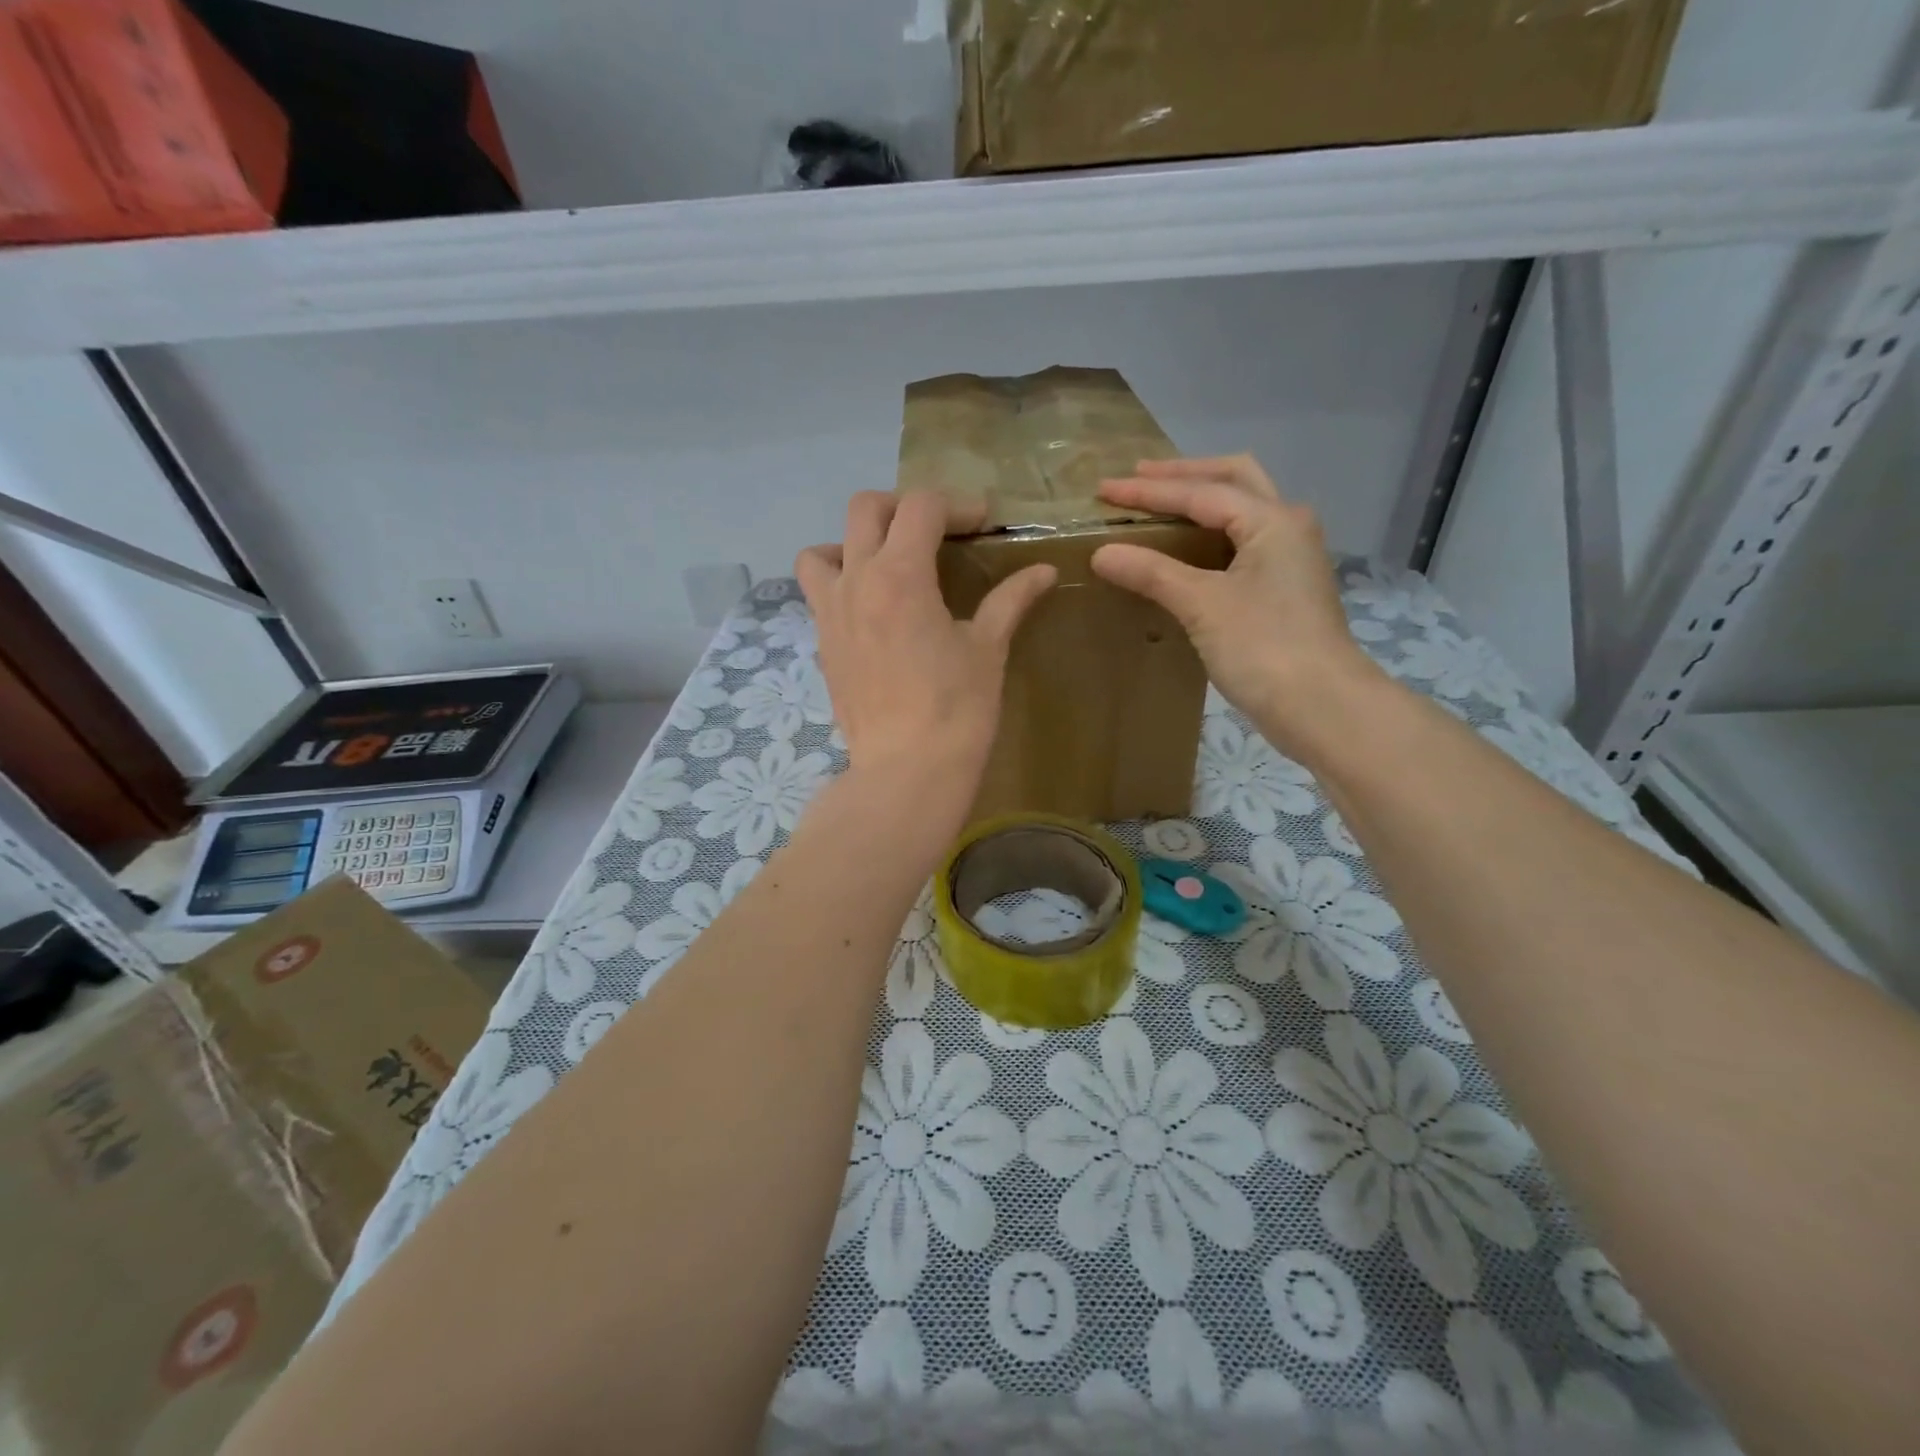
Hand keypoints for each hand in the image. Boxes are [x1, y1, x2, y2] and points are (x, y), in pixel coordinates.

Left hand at [796, 491, 1055, 799]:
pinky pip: (817, 593)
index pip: (921, 506)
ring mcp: (829, 613)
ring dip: (854, 542)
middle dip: (904, 507)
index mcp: (901, 575)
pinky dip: (839, 584)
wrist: (906, 770)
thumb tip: (1043, 571)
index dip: (957, 505)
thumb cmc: (956, 709)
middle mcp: (856, 581)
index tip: (983, 524)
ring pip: (822, 549)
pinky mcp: (821, 644)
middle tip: (938, 532)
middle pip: (866, 508)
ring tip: (887, 565)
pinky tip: (871, 610)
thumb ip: (1010, 600)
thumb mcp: (988, 649)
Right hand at [1091, 455, 1382, 757]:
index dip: (1149, 491)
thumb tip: (1101, 552)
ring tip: (1159, 503)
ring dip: (1201, 500)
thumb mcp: (1202, 605)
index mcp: (1272, 520)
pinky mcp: (1283, 589)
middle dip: (1184, 475)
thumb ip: (1152, 572)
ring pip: (1241, 510)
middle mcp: (1287, 527)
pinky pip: (1241, 543)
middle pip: (1233, 480)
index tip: (1104, 489)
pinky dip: (1209, 535)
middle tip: (1138, 478)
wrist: (1321, 707)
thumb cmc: (1264, 648)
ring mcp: (1289, 558)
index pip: (1201, 492)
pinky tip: (1184, 550)